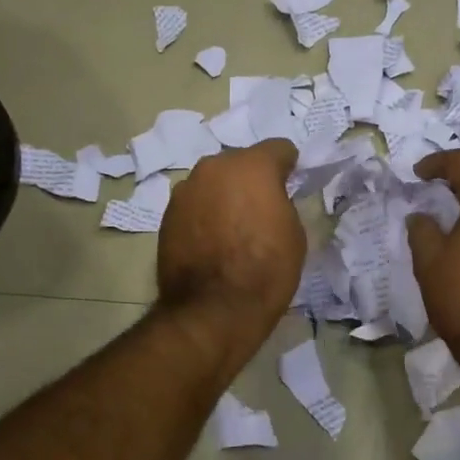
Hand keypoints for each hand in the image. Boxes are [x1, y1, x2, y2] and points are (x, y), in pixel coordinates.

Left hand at [156, 138, 305, 348]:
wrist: (213, 310)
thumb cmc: (266, 270)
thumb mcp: (293, 233)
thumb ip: (281, 203)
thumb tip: (268, 201)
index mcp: (252, 165)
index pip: (278, 148)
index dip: (288, 166)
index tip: (291, 184)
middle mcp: (213, 167)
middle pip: (239, 163)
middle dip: (251, 179)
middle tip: (261, 208)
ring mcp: (185, 190)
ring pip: (213, 183)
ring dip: (224, 196)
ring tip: (232, 228)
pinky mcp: (166, 215)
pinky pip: (194, 205)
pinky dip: (204, 215)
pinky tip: (211, 242)